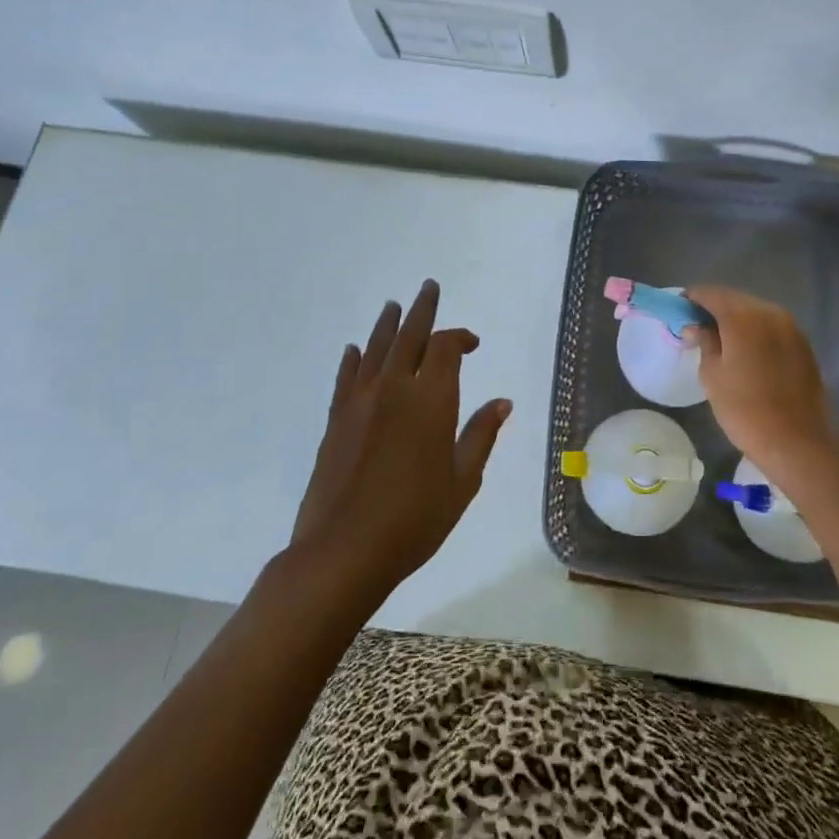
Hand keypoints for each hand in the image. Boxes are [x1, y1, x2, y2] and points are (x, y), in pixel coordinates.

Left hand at [288, 280, 510, 601]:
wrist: (344, 551)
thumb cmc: (415, 519)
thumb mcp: (463, 481)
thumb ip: (480, 435)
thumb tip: (502, 402)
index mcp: (431, 399)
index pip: (446, 348)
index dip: (460, 337)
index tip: (472, 343)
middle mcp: (394, 388)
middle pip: (409, 335)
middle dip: (422, 309)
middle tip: (428, 287)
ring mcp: (360, 401)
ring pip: (375, 348)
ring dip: (388, 324)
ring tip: (394, 305)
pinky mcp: (336, 420)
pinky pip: (346, 377)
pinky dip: (353, 359)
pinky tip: (355, 350)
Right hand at [684, 285, 838, 489]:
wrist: (797, 443)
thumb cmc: (745, 411)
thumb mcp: (712, 376)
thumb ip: (704, 342)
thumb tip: (695, 326)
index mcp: (742, 317)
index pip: (710, 293)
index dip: (692, 299)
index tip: (679, 312)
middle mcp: (769, 312)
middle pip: (734, 298)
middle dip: (714, 307)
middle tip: (697, 327)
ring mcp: (790, 327)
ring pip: (755, 310)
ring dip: (736, 318)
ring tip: (721, 340)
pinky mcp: (803, 343)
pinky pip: (772, 326)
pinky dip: (756, 330)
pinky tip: (747, 350)